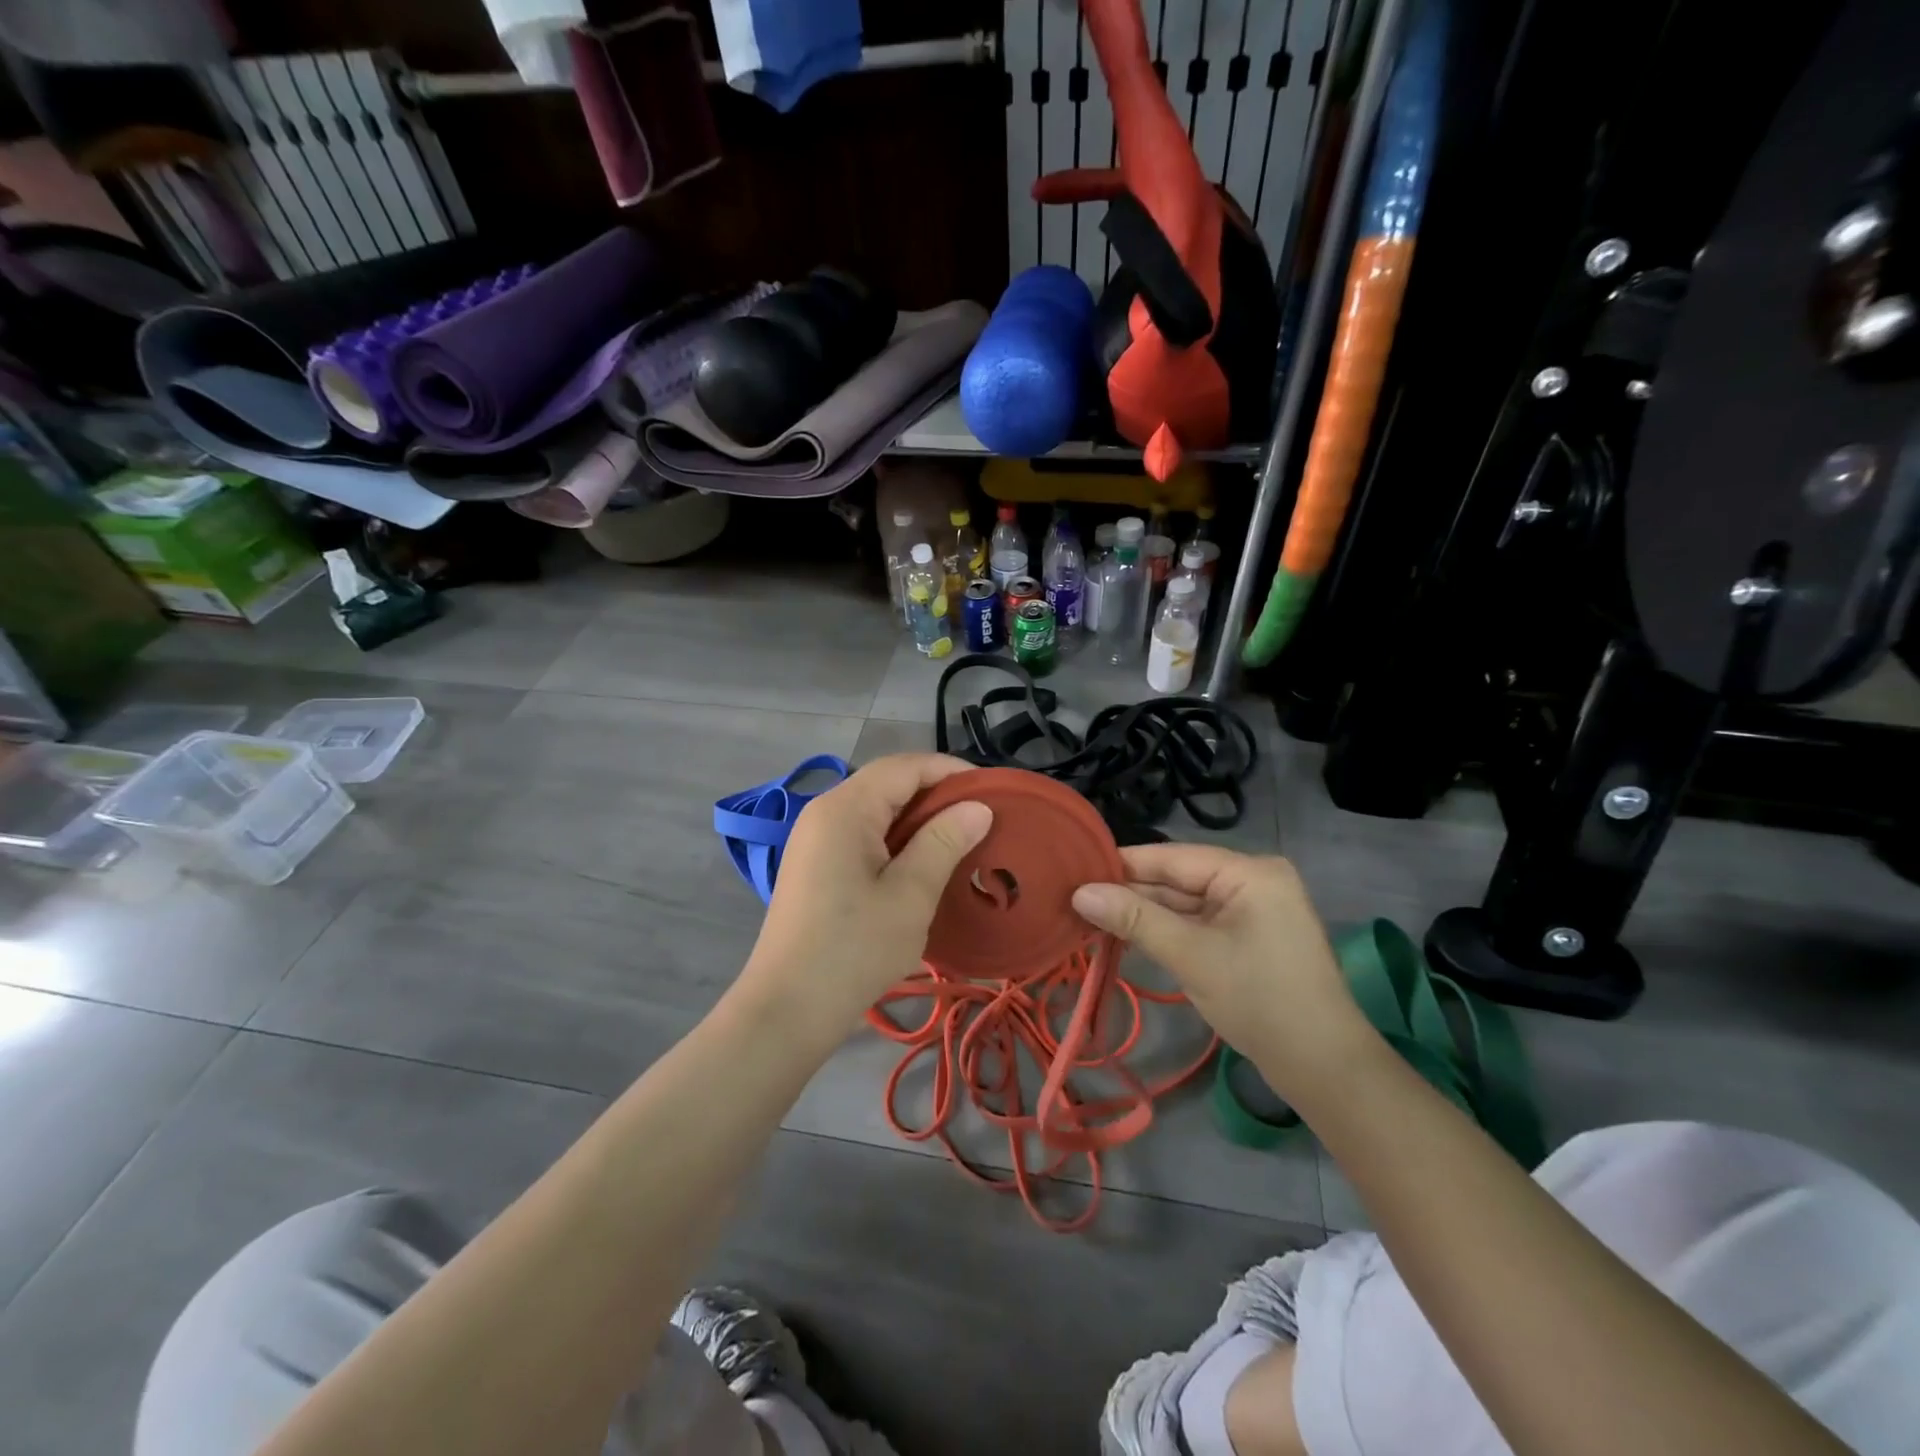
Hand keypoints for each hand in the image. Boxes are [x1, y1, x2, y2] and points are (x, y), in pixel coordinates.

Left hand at [739, 754, 991, 1032]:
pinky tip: (923, 864)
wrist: (786, 1011)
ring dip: (919, 819)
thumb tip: (978, 807)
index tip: (994, 792)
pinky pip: (863, 835)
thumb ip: (944, 842)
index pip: (905, 767)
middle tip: (983, 819)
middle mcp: (825, 812)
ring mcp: (815, 839)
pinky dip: (897, 840)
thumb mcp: (910, 895)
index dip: (951, 771)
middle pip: (888, 783)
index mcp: (845, 808)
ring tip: (961, 840)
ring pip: (877, 810)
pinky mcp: (815, 866)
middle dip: (938, 794)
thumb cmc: (853, 950)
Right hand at [1071, 844, 1372, 1095]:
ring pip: (1185, 904)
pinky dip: (1166, 931)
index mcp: (1250, 872)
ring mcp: (1252, 911)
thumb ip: (1134, 919)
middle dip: (1131, 893)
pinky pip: (1198, 924)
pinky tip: (1128, 935)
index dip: (1123, 865)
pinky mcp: (1248, 938)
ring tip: (1090, 917)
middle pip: (1178, 879)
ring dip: (1145, 914)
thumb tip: (1080, 893)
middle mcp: (1252, 881)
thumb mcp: (1191, 955)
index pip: (1172, 857)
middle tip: (1075, 900)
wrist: (1323, 1069)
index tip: (1075, 870)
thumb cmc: (1259, 1000)